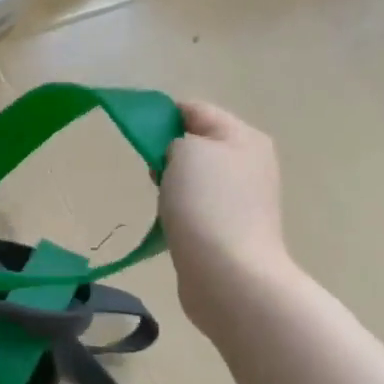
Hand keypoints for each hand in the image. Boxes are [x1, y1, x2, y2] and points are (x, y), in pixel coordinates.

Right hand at [161, 101, 297, 332]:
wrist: (228, 273)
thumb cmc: (206, 205)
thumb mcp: (185, 151)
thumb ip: (176, 139)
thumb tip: (176, 154)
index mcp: (244, 137)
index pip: (196, 110)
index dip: (162, 115)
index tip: (133, 132)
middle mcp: (250, 163)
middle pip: (197, 144)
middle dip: (167, 152)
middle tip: (147, 170)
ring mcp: (244, 199)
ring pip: (196, 177)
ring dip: (172, 184)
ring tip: (157, 199)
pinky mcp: (231, 228)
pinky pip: (198, 206)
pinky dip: (179, 209)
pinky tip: (168, 222)